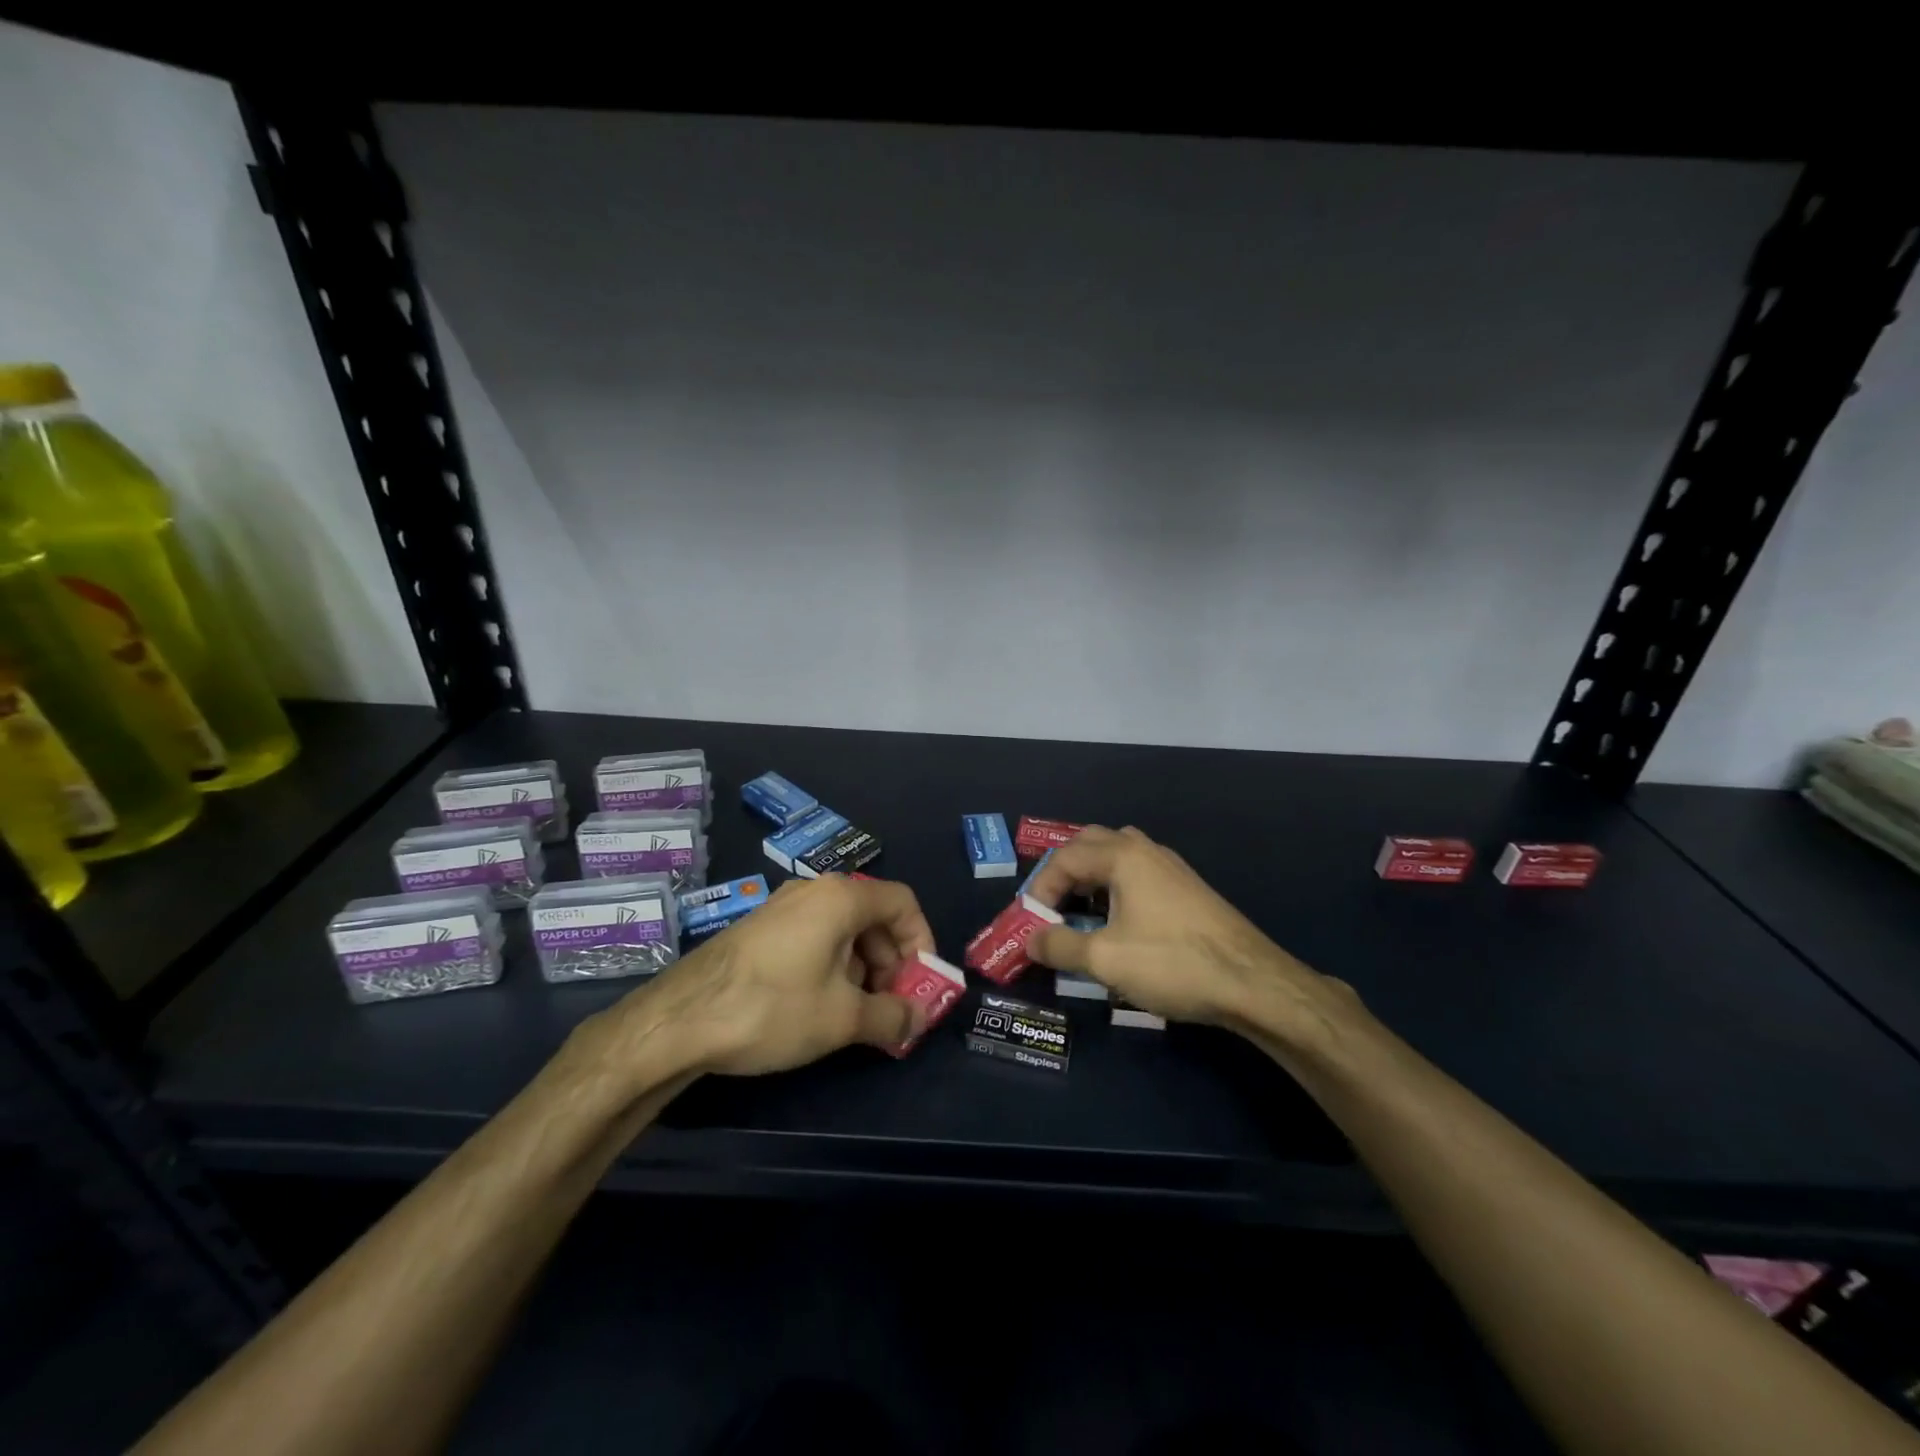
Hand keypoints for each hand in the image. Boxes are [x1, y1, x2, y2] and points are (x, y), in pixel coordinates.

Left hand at [619, 875, 935, 1075]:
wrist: (677, 1020)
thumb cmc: (773, 1008)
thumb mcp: (843, 1019)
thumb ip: (892, 1016)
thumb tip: (917, 1019)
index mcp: (841, 897)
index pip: (904, 903)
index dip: (922, 942)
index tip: (920, 986)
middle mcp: (813, 890)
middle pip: (874, 916)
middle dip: (891, 962)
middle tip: (889, 1007)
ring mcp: (782, 907)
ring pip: (843, 929)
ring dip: (862, 968)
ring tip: (854, 1014)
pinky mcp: (760, 929)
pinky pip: (813, 937)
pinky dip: (831, 966)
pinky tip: (817, 1006)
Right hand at [1027, 826, 1357, 1052]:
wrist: (1252, 982)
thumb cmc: (1172, 963)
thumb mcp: (1104, 959)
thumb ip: (1059, 945)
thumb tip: (1030, 939)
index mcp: (1122, 856)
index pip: (1064, 858)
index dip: (1040, 889)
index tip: (1032, 924)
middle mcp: (1146, 850)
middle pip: (1090, 843)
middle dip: (1064, 872)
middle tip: (1053, 906)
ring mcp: (1171, 867)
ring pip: (1118, 855)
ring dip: (1092, 877)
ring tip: (1081, 912)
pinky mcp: (1188, 889)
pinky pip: (1138, 873)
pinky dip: (1116, 887)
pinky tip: (1120, 923)